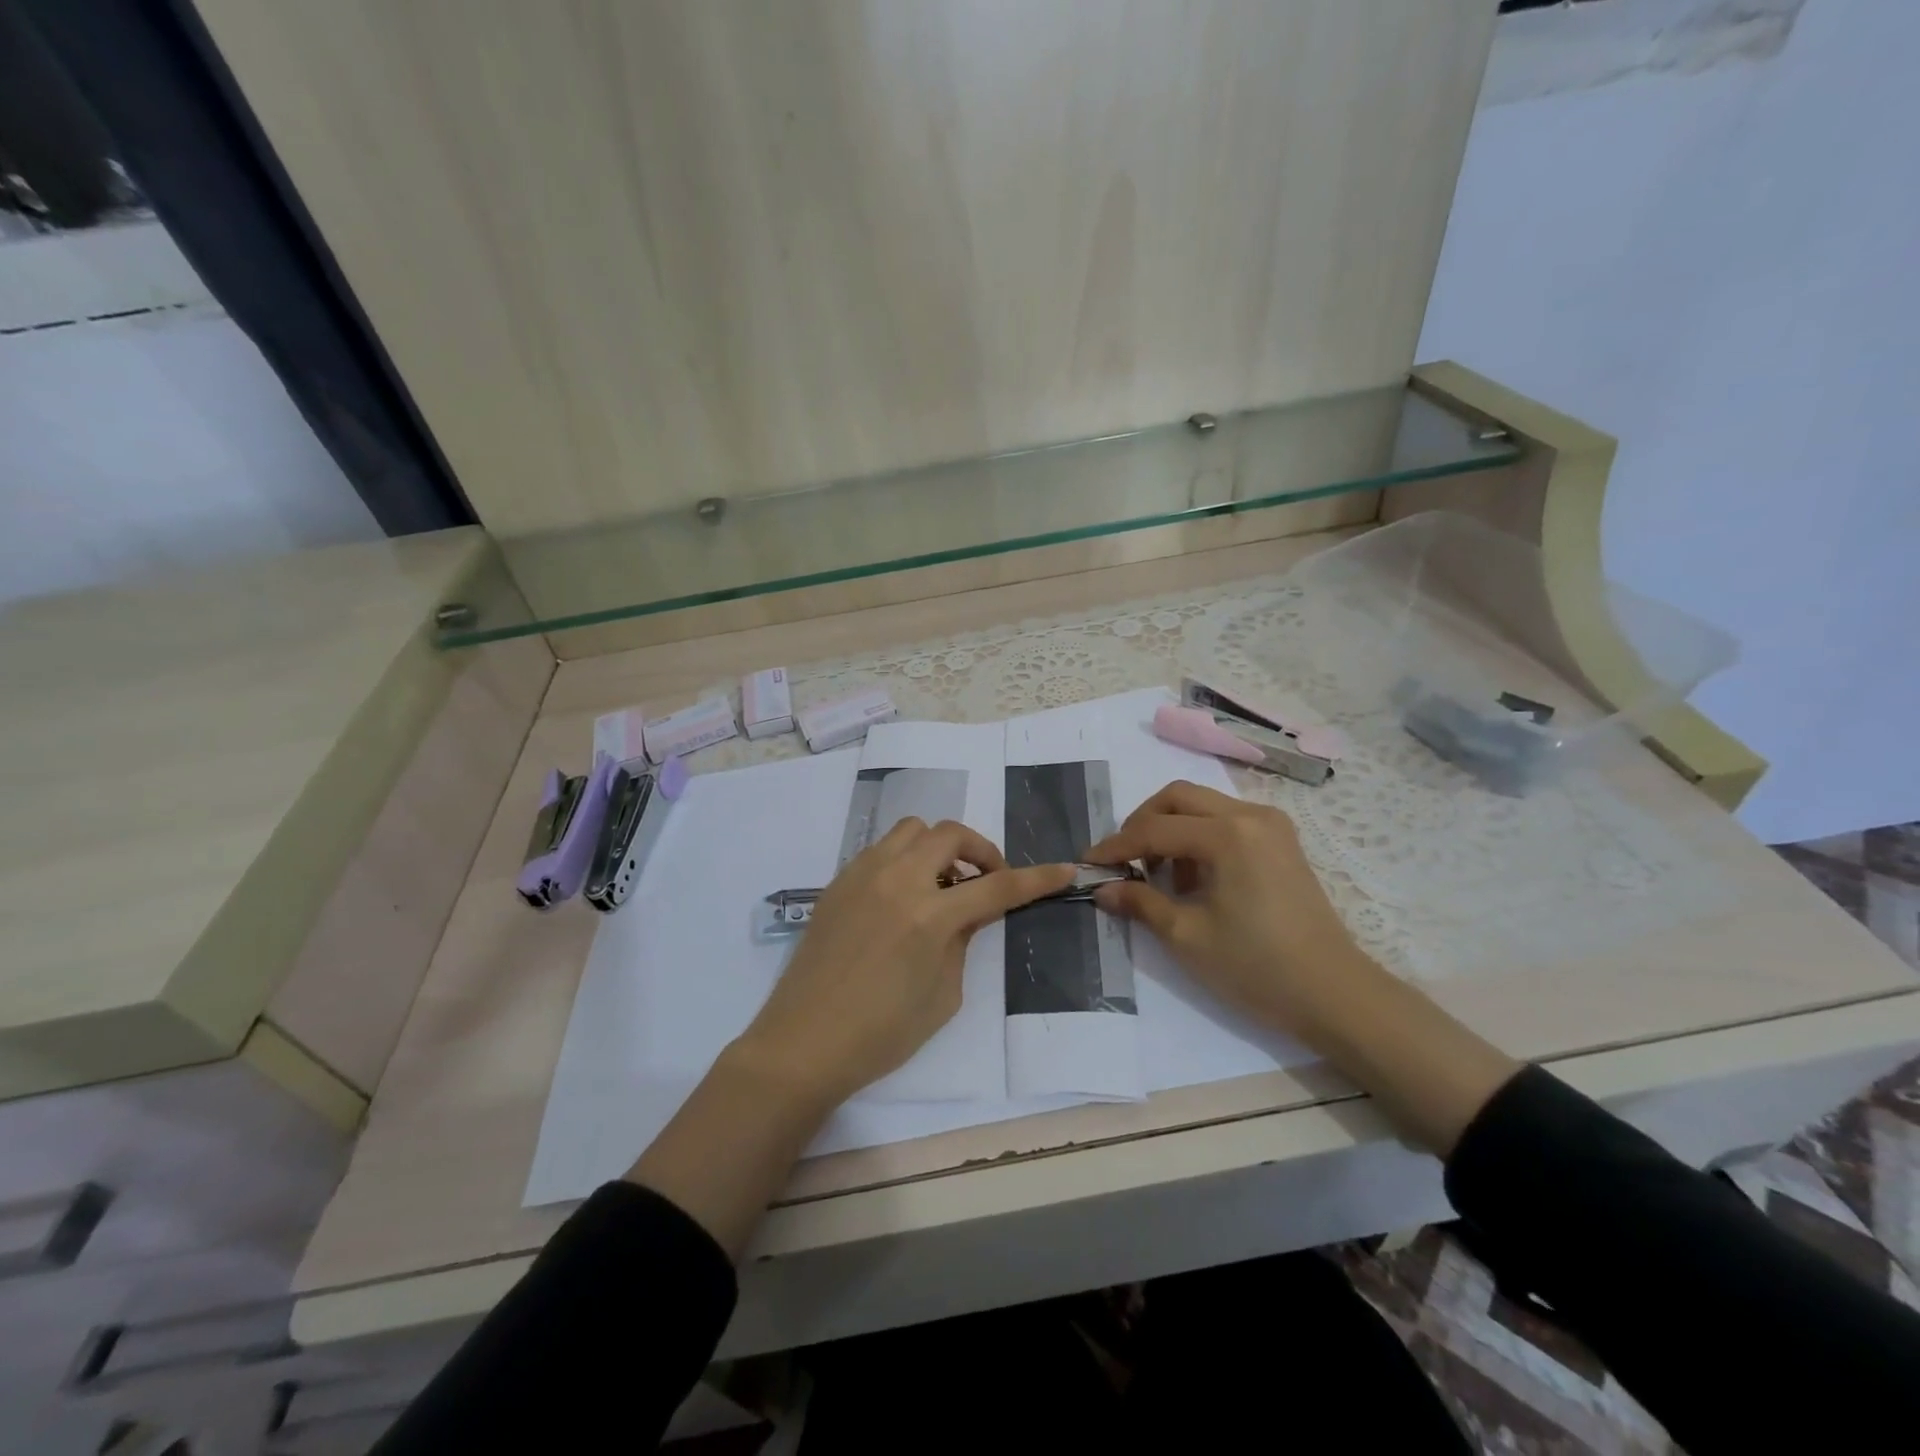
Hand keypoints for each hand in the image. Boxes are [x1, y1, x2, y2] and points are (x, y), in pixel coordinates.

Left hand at [733, 818, 1075, 1107]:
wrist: (804, 1042)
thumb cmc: (880, 1034)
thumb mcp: (942, 996)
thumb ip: (962, 942)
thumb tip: (968, 913)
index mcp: (929, 916)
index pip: (996, 887)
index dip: (1036, 878)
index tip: (1064, 870)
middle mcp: (897, 881)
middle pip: (950, 834)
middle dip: (980, 851)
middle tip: (985, 880)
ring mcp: (862, 875)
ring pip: (912, 830)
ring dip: (938, 847)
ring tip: (941, 884)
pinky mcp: (838, 882)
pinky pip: (881, 849)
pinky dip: (905, 859)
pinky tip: (903, 897)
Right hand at [1085, 780, 1366, 1038]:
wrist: (1335, 995)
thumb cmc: (1257, 967)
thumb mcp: (1187, 936)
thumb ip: (1140, 902)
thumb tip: (1103, 889)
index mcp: (1228, 835)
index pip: (1155, 828)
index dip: (1116, 845)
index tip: (1087, 862)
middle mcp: (1251, 816)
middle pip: (1179, 796)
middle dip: (1143, 822)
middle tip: (1123, 859)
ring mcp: (1272, 825)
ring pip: (1204, 805)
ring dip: (1172, 828)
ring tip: (1159, 875)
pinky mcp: (1282, 841)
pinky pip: (1227, 820)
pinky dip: (1199, 836)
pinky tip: (1194, 877)